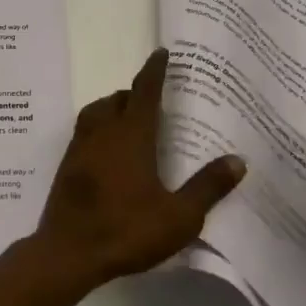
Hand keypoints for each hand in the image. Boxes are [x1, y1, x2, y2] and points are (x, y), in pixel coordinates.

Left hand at [33, 48, 244, 285]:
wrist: (68, 252)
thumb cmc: (126, 230)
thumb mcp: (178, 216)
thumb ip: (207, 187)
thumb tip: (238, 160)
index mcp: (130, 136)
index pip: (144, 91)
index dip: (154, 70)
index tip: (162, 53)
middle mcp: (102, 132)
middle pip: (117, 99)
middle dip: (134, 92)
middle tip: (154, 100)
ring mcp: (80, 147)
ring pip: (96, 112)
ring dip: (112, 107)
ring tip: (130, 120)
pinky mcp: (67, 164)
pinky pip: (84, 131)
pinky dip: (99, 127)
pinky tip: (108, 150)